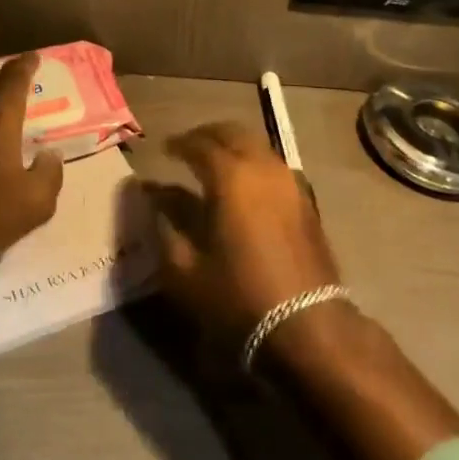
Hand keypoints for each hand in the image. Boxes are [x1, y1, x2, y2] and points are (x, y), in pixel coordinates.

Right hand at [153, 122, 342, 341]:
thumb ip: (165, 228)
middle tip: (188, 146)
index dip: (179, 143)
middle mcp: (262, 167)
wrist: (308, 326)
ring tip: (214, 161)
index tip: (164, 149)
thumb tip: (150, 198)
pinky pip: (273, 165)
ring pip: (257, 145)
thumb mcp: (186, 271)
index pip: (199, 144)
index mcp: (230, 176)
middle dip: (207, 135)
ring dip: (233, 145)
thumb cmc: (239, 298)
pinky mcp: (306, 199)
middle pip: (232, 133)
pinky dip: (254, 162)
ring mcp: (289, 181)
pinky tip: (244, 183)